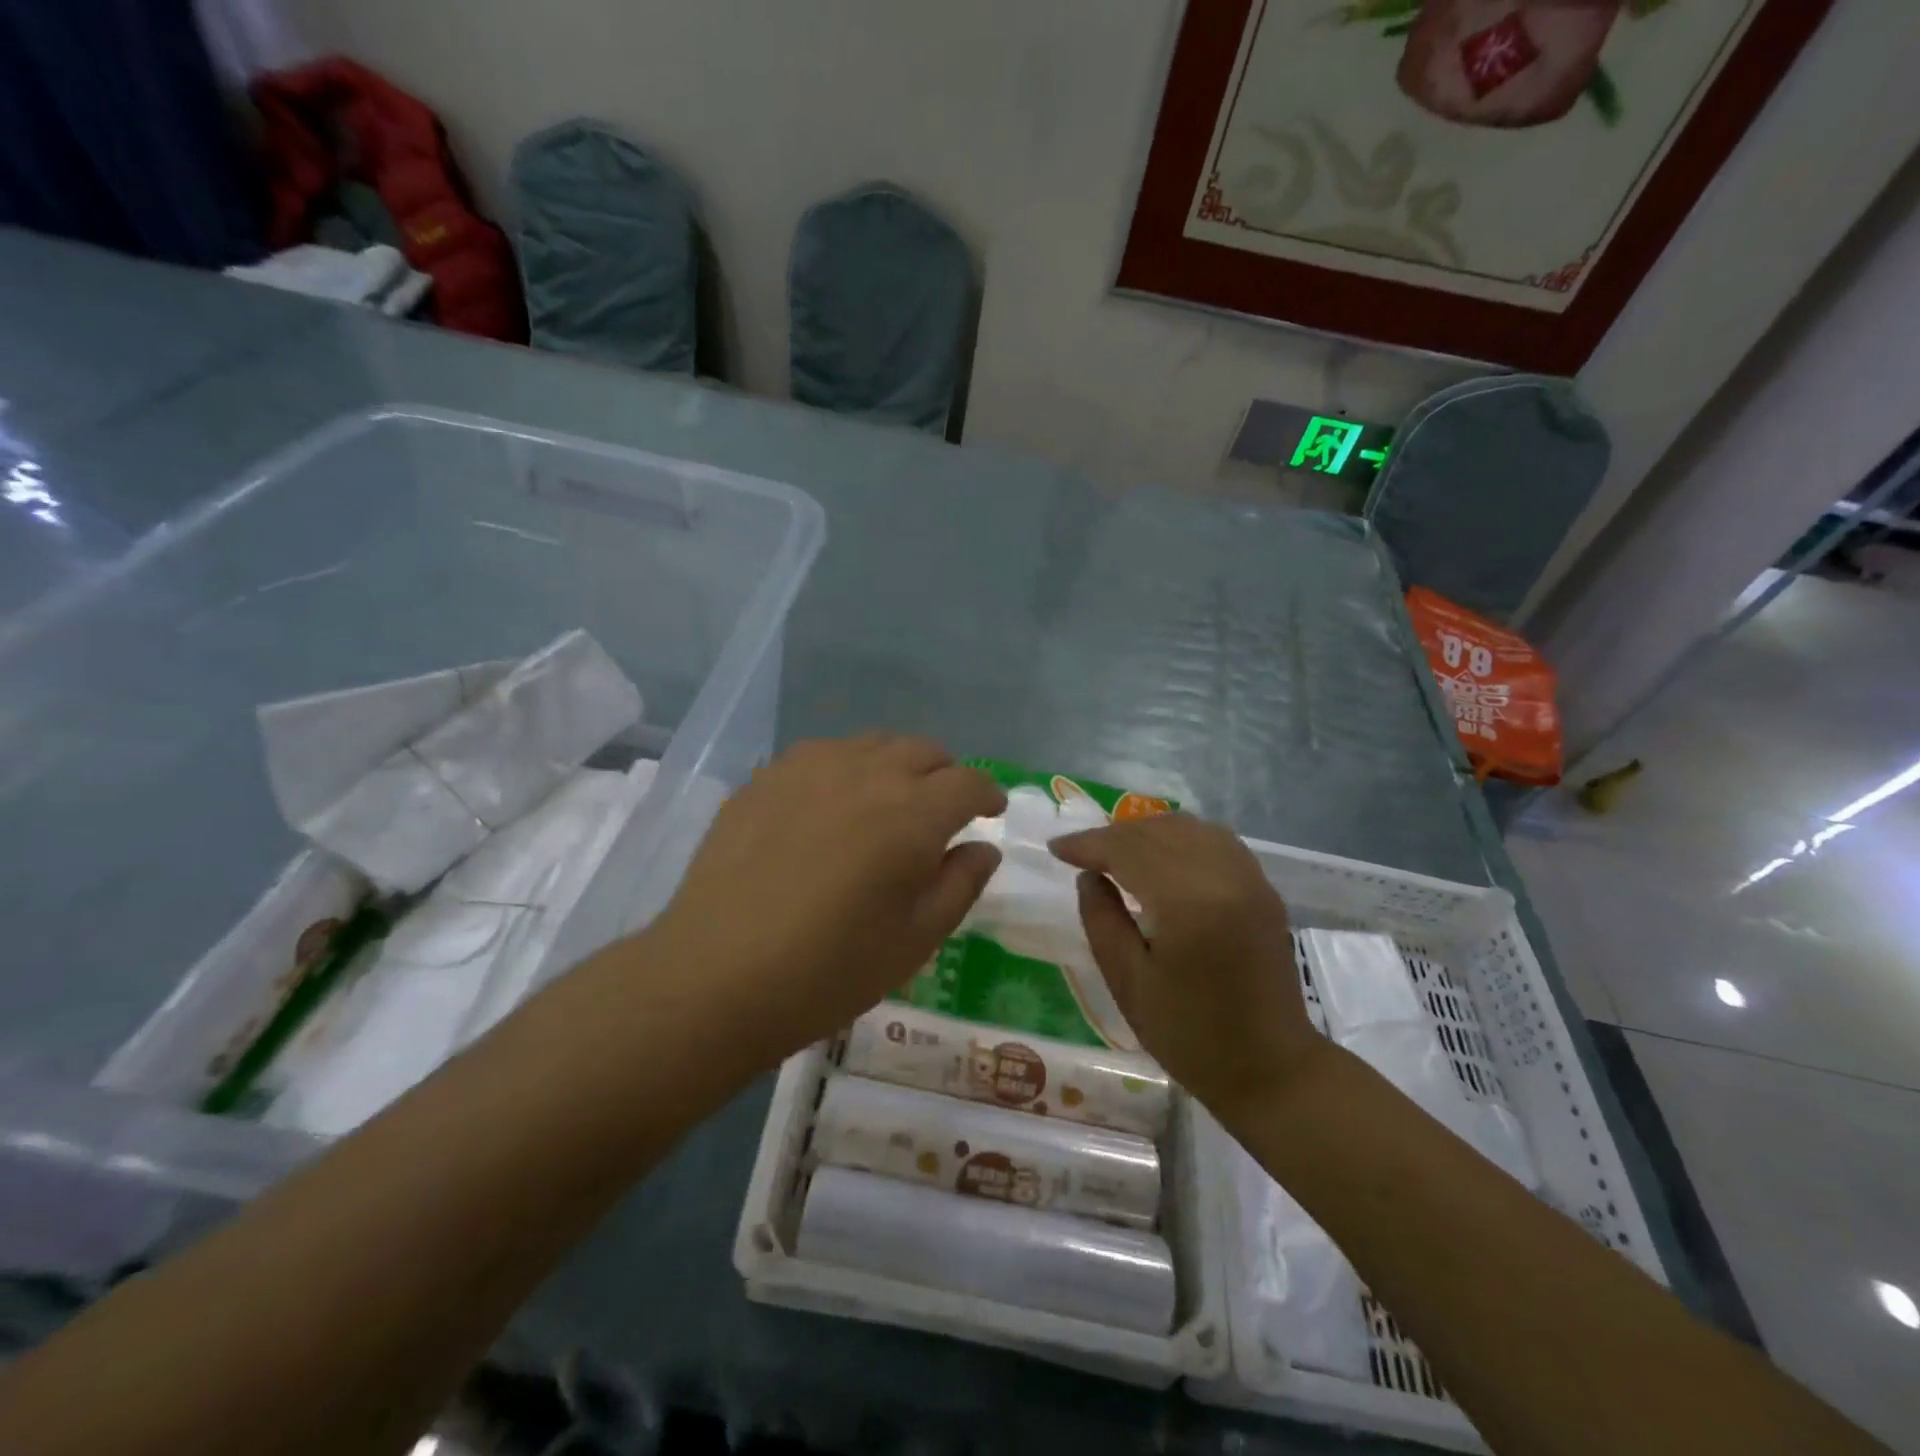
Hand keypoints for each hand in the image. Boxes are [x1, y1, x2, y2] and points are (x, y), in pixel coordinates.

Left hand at [646, 735, 1005, 1071]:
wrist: (716, 976)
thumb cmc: (829, 970)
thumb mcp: (916, 940)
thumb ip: (961, 884)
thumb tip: (983, 848)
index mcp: (912, 814)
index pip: (968, 782)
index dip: (987, 794)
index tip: (990, 812)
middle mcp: (866, 774)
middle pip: (922, 750)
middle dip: (944, 775)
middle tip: (942, 810)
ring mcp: (809, 768)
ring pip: (872, 744)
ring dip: (895, 766)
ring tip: (887, 803)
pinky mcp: (766, 777)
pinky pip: (823, 755)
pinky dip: (845, 770)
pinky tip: (830, 807)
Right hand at [1050, 814, 1324, 1114]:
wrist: (1271, 1069)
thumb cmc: (1189, 1036)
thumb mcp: (1128, 983)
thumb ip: (1101, 919)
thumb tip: (1089, 875)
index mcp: (1188, 903)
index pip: (1128, 850)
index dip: (1087, 844)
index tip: (1055, 850)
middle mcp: (1224, 876)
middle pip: (1157, 831)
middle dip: (1112, 835)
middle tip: (1079, 853)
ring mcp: (1250, 877)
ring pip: (1188, 827)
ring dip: (1145, 831)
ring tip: (1115, 852)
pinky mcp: (1262, 886)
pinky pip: (1215, 839)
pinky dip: (1180, 837)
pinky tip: (1160, 856)